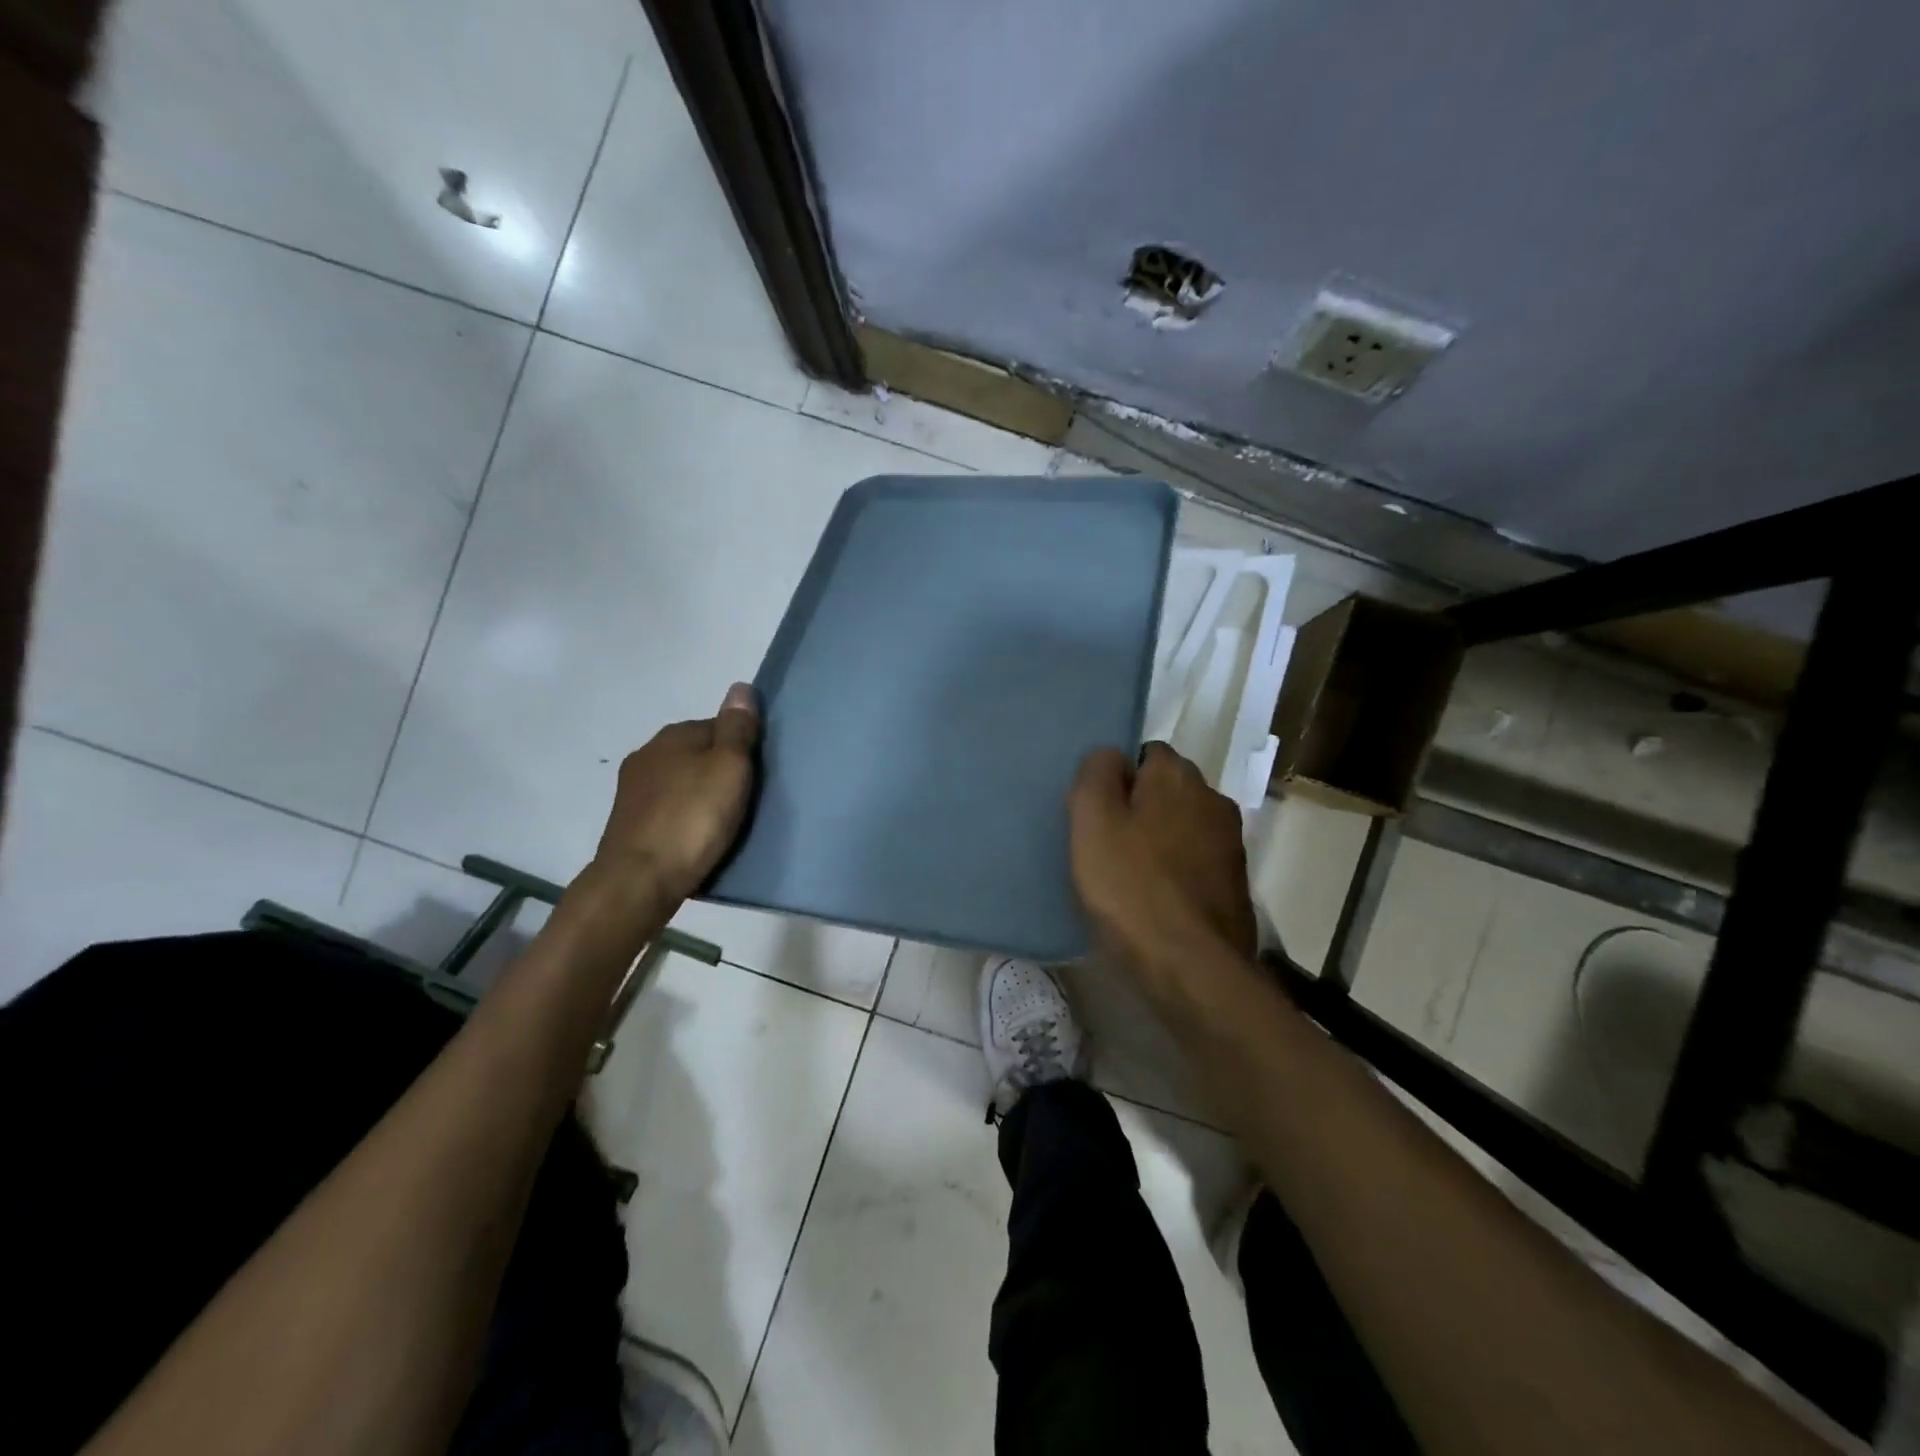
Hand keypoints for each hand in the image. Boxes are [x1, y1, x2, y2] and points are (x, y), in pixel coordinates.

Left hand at [595, 682, 760, 904]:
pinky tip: (697, 837)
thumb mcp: (729, 767)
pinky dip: (684, 817)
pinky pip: (669, 810)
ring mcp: (633, 790)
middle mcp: (648, 754)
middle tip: (746, 799)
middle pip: (697, 754)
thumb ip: (737, 728)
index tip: (758, 773)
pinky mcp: (629, 824)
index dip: (742, 747)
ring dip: (700, 795)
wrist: (639, 880)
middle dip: (719, 770)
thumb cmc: (693, 819)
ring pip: (681, 782)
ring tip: (724, 821)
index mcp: (673, 736)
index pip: (718, 726)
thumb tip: (740, 686)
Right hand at [1068, 742, 1257, 986]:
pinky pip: (1195, 862)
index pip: (1145, 753)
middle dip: (1139, 808)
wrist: (1192, 969)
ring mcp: (1231, 843)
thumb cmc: (1131, 888)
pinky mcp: (1235, 884)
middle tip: (1105, 844)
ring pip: (1182, 827)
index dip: (1117, 778)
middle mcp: (1213, 799)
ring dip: (1158, 841)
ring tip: (1127, 876)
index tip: (1097, 813)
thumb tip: (1109, 755)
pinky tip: (1153, 900)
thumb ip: (1095, 775)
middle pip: (1166, 790)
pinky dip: (1175, 872)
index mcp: (1178, 776)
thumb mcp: (1092, 822)